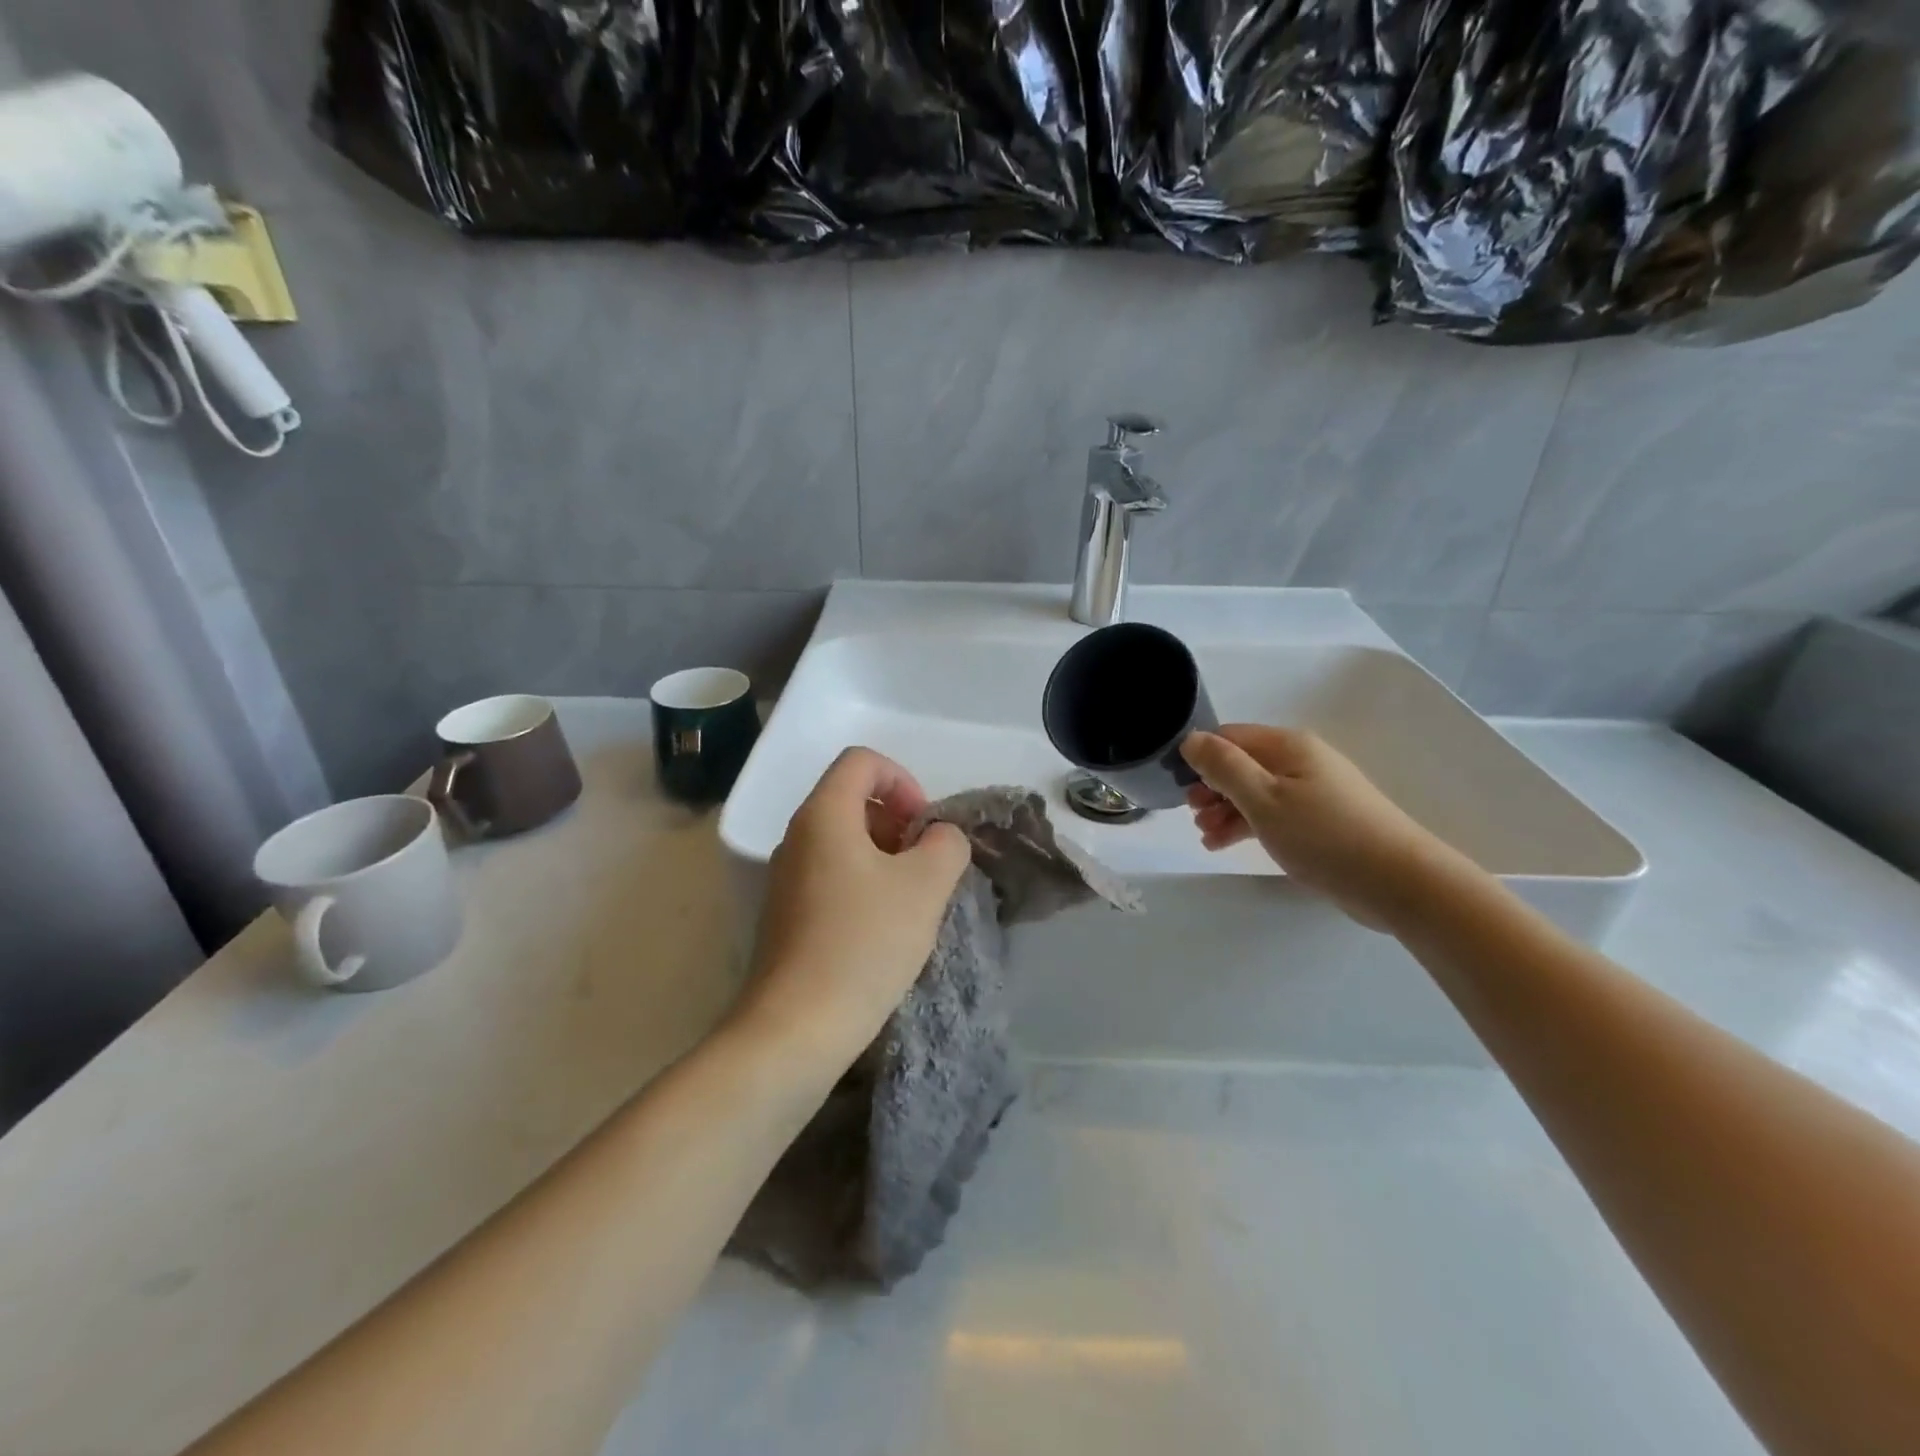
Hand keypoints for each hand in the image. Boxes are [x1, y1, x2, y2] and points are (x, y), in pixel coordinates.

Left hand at [734, 748, 972, 1068]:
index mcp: (823, 815)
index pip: (862, 761)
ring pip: (843, 840)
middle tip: (925, 862)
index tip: (924, 825)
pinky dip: (864, 882)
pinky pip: (831, 874)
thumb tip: (939, 837)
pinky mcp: (786, 914)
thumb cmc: (864, 943)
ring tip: (911, 899)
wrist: (797, 1026)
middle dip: (897, 819)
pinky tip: (883, 927)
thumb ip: (946, 844)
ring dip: (885, 855)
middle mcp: (796, 836)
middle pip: (851, 798)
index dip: (903, 780)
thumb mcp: (926, 886)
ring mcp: (786, 877)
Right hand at [1181, 725, 1450, 928]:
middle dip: (1211, 788)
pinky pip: (1272, 814)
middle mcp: (1300, 760)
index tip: (1178, 788)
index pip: (1229, 737)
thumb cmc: (1323, 835)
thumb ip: (1223, 767)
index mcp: (1287, 745)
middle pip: (1241, 765)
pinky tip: (1225, 845)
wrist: (1397, 882)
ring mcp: (1312, 791)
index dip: (1200, 758)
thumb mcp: (1262, 798)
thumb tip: (1191, 739)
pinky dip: (1247, 825)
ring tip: (1206, 838)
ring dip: (1224, 811)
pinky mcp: (1320, 821)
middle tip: (1193, 817)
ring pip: (1254, 792)